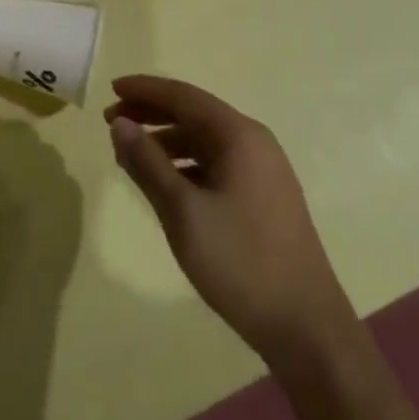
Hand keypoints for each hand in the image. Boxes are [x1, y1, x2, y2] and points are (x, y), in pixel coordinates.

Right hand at [106, 74, 344, 361]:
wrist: (307, 330)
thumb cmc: (241, 263)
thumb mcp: (183, 212)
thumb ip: (147, 163)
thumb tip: (119, 124)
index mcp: (240, 136)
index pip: (184, 96)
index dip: (145, 90)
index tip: (111, 89)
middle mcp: (255, 143)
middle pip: (195, 114)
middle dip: (152, 113)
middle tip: (111, 120)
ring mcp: (263, 171)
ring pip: (205, 141)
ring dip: (166, 140)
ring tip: (130, 155)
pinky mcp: (263, 198)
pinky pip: (216, 164)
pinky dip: (185, 164)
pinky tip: (165, 183)